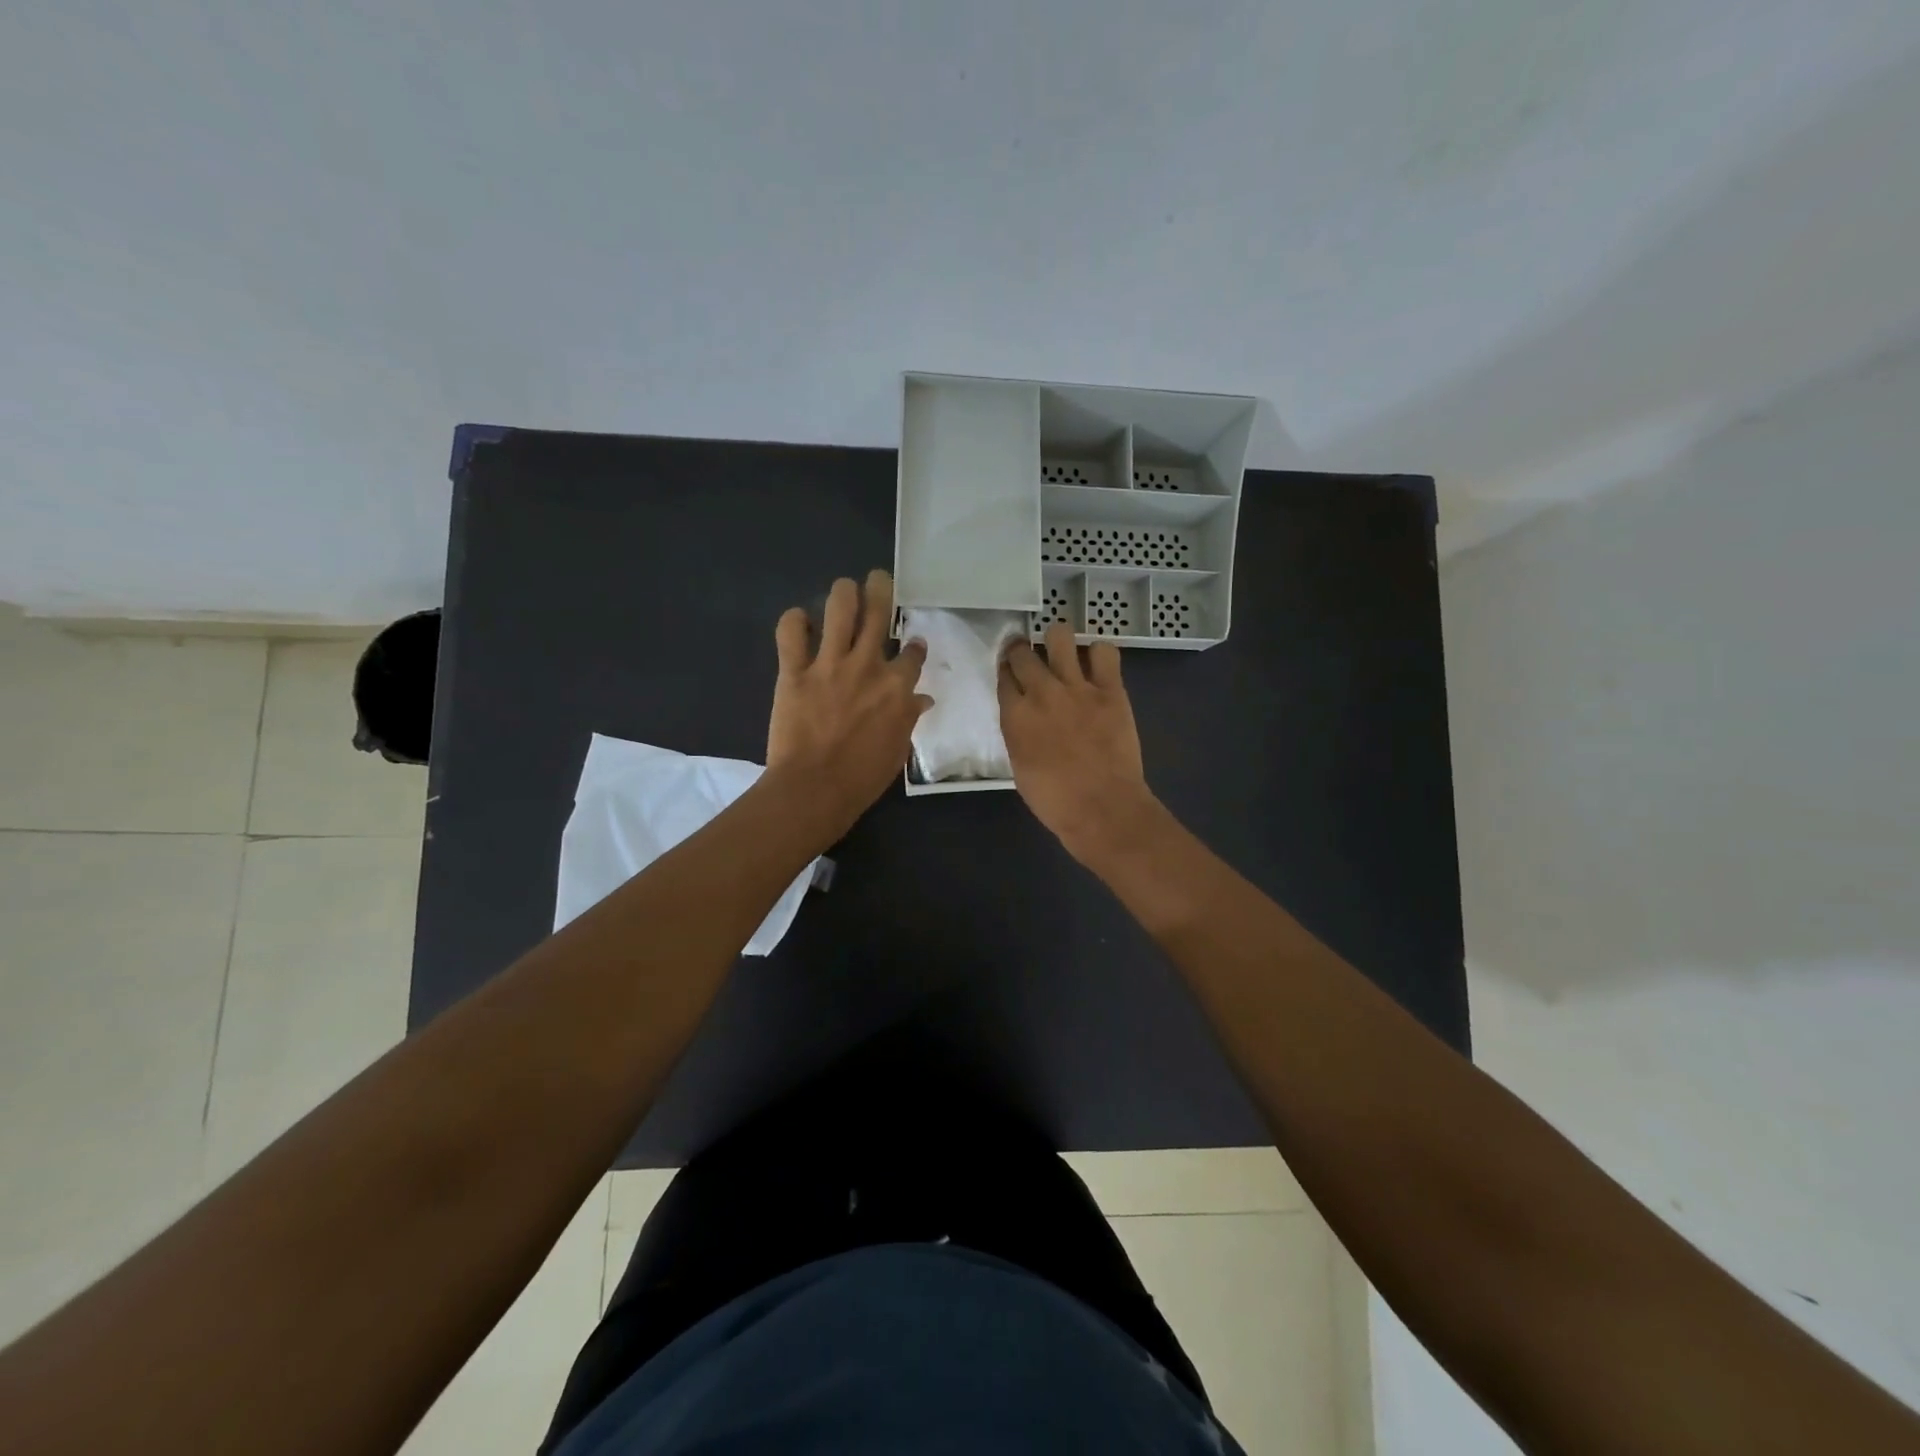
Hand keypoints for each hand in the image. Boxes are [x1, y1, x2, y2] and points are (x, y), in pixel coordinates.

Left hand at [766, 569, 930, 839]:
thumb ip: (908, 718)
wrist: (815, 788)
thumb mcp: (897, 750)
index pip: (912, 652)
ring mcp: (829, 664)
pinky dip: (794, 621)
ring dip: (843, 592)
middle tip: (878, 579)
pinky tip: (798, 621)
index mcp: (897, 687)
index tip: (911, 644)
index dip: (913, 646)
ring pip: (839, 608)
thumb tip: (921, 699)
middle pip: (878, 612)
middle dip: (880, 590)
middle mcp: (867, 665)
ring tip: (844, 588)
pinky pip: (790, 632)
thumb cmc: (862, 778)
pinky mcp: (794, 671)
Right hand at [998, 623, 1158, 864]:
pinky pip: (1104, 652)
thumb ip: (1018, 732)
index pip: (1003, 675)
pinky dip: (1098, 653)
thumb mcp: (1020, 766)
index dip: (1005, 670)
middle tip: (1028, 655)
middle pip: (1023, 652)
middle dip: (1021, 650)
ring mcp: (1078, 687)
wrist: (1103, 808)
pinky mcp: (1111, 689)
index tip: (1009, 670)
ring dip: (1057, 640)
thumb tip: (1023, 716)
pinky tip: (1096, 664)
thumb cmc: (1055, 800)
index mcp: (1014, 715)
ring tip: (1061, 651)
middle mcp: (1041, 692)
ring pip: (1060, 636)